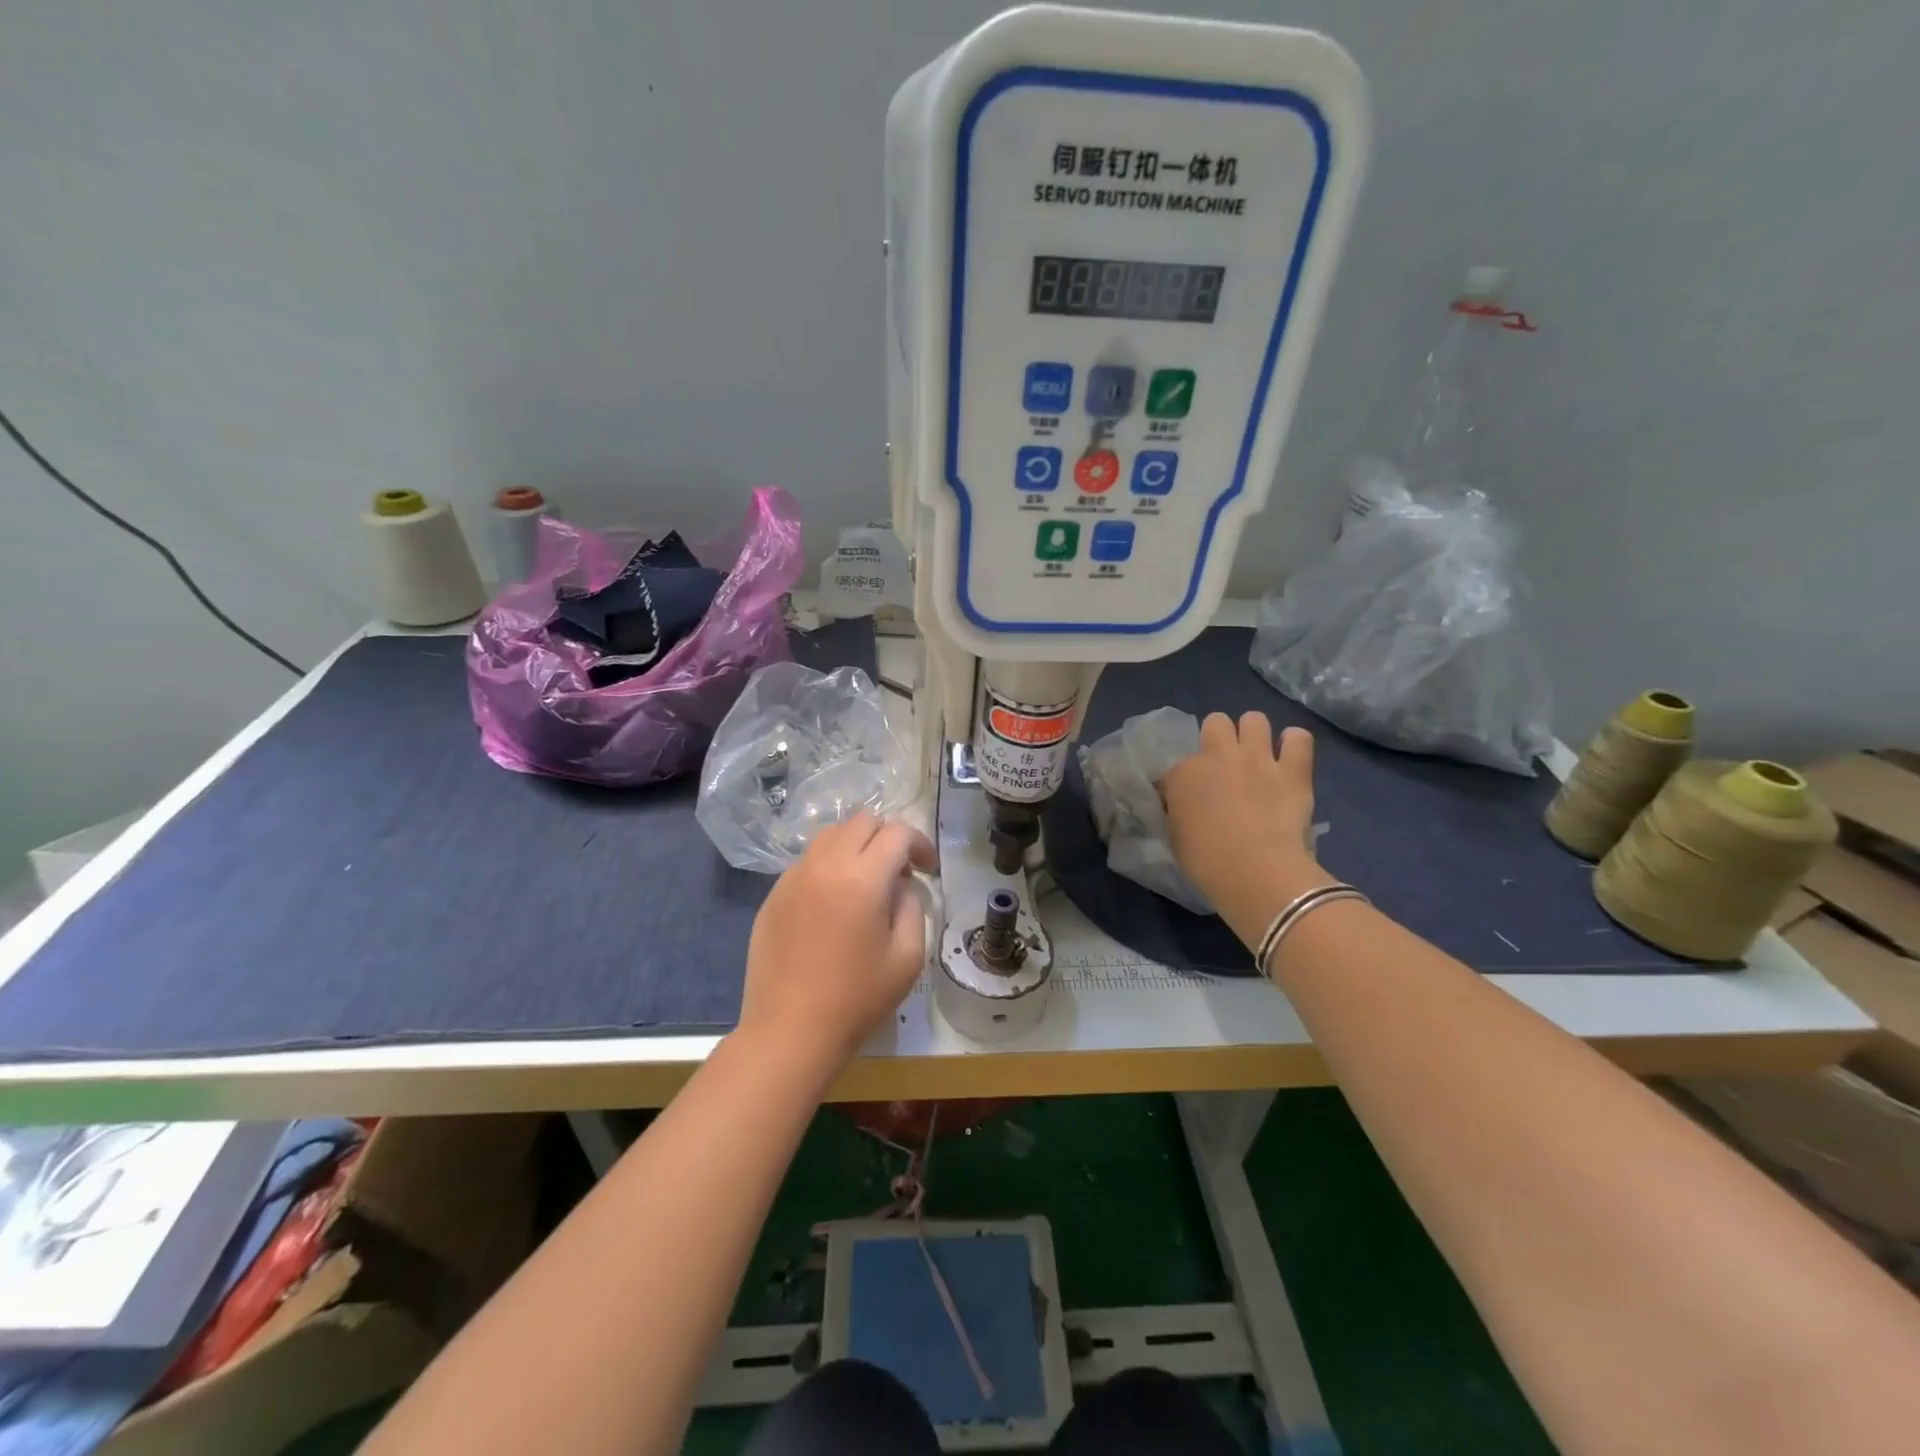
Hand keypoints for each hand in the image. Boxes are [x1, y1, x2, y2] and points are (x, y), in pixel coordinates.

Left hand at [737, 813, 937, 1077]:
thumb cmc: (857, 999)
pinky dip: (828, 866)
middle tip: (899, 873)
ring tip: (865, 883)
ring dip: (856, 847)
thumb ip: (912, 906)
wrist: (789, 1031)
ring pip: (830, 835)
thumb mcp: (907, 956)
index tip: (928, 870)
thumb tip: (901, 883)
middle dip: (888, 838)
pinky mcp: (773, 894)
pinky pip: (807, 861)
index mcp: (862, 877)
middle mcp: (825, 864)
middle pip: (862, 821)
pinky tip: (833, 905)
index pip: (897, 832)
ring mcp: (793, 876)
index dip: (920, 844)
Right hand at [1160, 713, 1326, 943]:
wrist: (1256, 871)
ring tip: (1257, 756)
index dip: (1181, 782)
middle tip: (1223, 765)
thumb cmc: (1206, 862)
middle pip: (1216, 722)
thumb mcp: (1175, 836)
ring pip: (1254, 719)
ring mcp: (1258, 758)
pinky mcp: (1293, 770)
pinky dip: (1294, 744)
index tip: (1186, 800)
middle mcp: (1218, 755)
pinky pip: (1299, 738)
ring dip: (1254, 734)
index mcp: (1182, 774)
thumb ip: (1177, 812)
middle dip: (1218, 738)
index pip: (1174, 767)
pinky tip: (1291, 757)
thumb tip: (1181, 806)